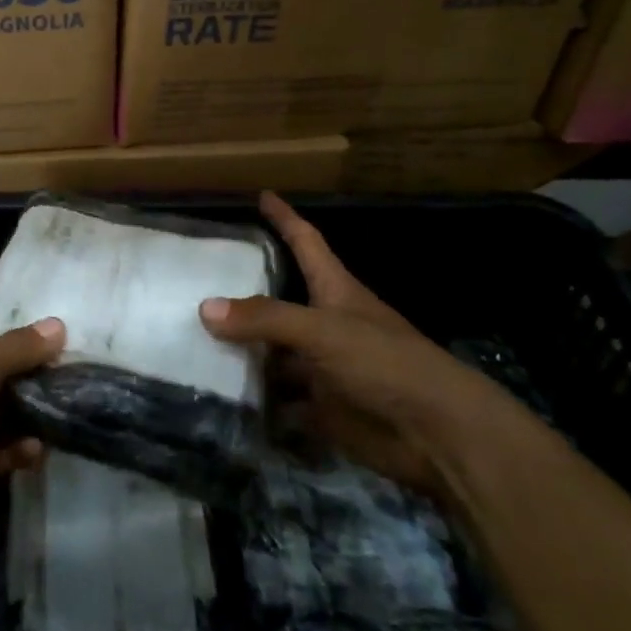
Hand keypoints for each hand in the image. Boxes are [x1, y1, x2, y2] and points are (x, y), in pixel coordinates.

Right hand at [200, 192, 520, 500]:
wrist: (438, 435)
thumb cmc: (386, 363)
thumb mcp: (323, 331)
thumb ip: (265, 319)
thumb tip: (204, 307)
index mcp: (335, 290)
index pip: (306, 242)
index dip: (285, 218)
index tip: (263, 195)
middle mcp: (326, 324)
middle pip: (279, 300)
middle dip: (244, 291)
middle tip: (197, 279)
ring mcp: (323, 366)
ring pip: (273, 351)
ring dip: (241, 349)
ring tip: (192, 339)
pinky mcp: (322, 406)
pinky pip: (278, 399)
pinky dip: (254, 399)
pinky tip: (218, 394)